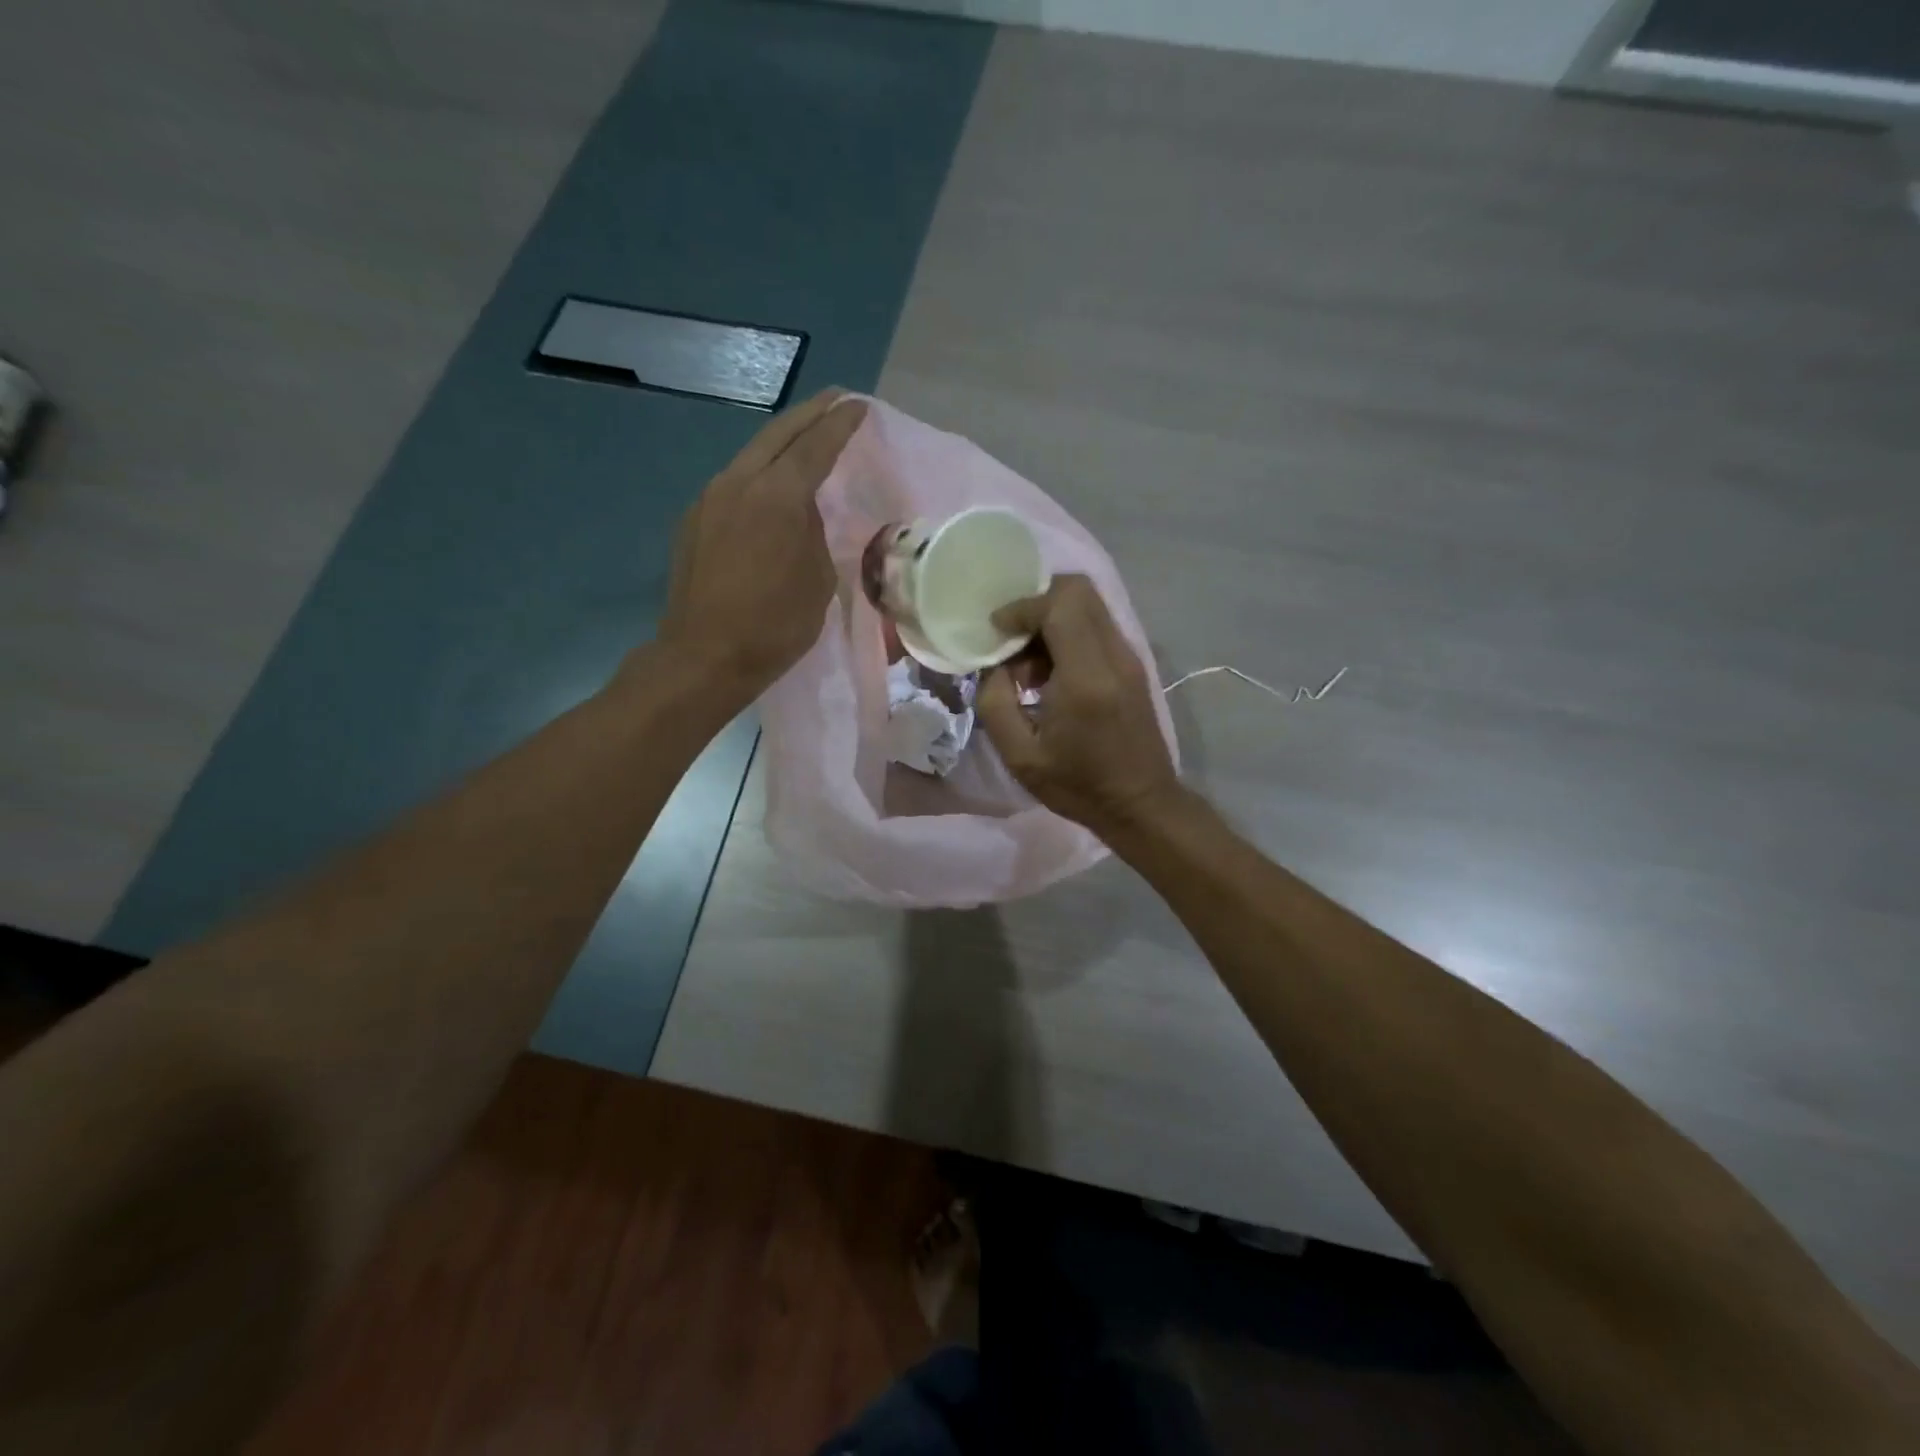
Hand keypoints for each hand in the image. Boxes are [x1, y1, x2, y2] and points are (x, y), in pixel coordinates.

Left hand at [657, 390, 866, 700]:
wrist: (705, 655)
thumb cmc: (775, 624)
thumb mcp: (818, 579)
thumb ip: (814, 533)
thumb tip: (804, 514)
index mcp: (777, 496)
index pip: (815, 446)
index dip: (840, 424)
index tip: (859, 406)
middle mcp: (738, 483)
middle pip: (777, 435)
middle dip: (809, 415)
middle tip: (834, 401)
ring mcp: (709, 499)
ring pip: (751, 456)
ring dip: (781, 443)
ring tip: (805, 439)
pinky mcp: (694, 521)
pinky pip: (734, 484)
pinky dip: (759, 474)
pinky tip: (770, 486)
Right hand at [975, 575, 1181, 836]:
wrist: (1140, 804)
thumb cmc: (1078, 785)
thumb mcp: (1020, 756)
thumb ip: (995, 703)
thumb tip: (993, 666)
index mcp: (1086, 677)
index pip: (1059, 604)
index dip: (1021, 607)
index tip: (995, 631)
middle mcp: (1114, 655)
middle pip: (1078, 589)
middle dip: (1036, 603)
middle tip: (1011, 639)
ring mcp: (1129, 657)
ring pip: (1088, 605)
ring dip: (1051, 620)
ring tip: (1027, 666)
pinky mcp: (1132, 665)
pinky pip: (1096, 626)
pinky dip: (1067, 634)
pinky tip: (1049, 674)